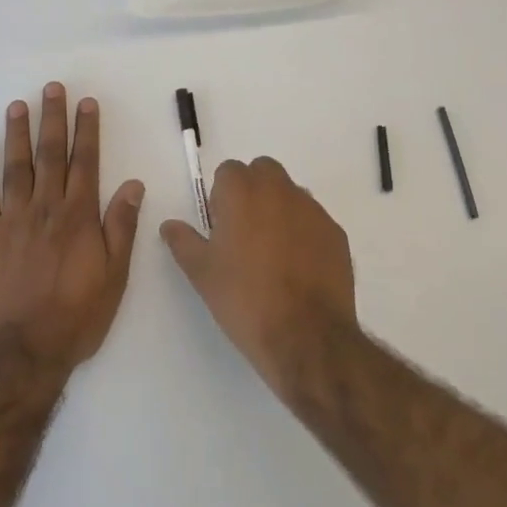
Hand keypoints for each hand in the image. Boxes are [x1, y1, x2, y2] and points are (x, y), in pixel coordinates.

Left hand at [0, 83, 145, 367]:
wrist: (22, 351)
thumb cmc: (76, 317)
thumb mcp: (115, 277)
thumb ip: (121, 227)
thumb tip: (133, 184)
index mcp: (79, 217)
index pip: (85, 163)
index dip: (86, 131)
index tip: (86, 103)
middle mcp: (45, 209)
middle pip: (49, 155)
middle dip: (52, 119)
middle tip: (52, 88)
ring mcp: (11, 221)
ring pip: (15, 167)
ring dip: (17, 133)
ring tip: (18, 105)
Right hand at [160, 156, 357, 388]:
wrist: (306, 336)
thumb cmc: (244, 299)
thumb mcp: (202, 273)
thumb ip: (183, 241)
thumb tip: (170, 225)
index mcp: (242, 192)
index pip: (229, 170)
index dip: (221, 194)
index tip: (220, 225)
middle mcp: (280, 190)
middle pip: (263, 171)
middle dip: (253, 190)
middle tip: (244, 231)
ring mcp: (313, 210)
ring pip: (291, 193)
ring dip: (279, 209)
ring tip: (273, 253)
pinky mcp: (336, 232)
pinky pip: (314, 220)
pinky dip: (304, 232)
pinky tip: (298, 268)